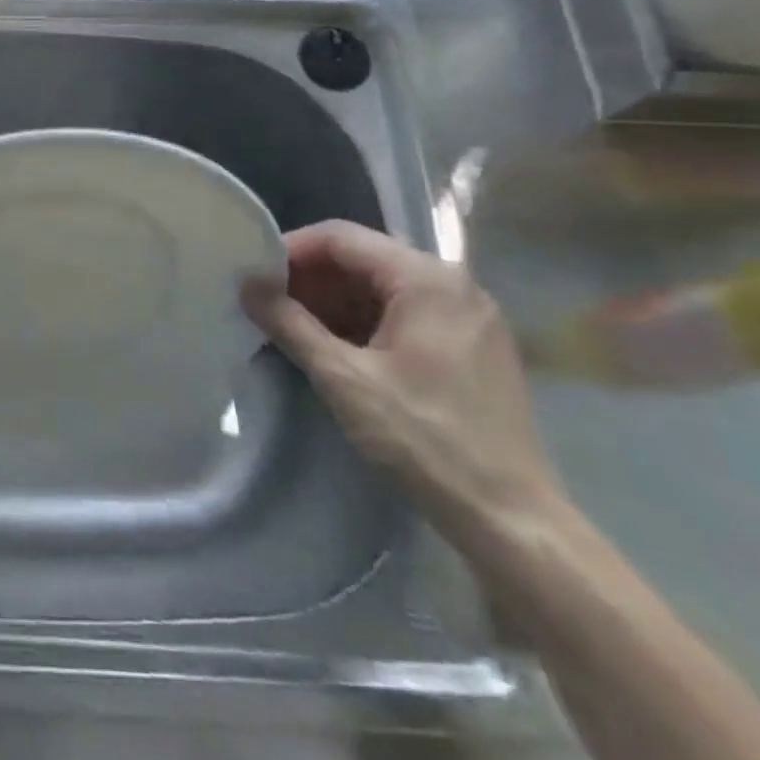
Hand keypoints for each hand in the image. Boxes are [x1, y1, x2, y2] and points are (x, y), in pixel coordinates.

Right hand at [242, 220, 562, 547]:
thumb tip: (246, 286)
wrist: (513, 522)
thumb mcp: (343, 378)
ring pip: (382, 286)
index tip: (254, 275)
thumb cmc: (424, 439)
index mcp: (426, 279)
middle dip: (310, 278)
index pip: (340, 237)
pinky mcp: (473, 345)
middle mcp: (453, 283)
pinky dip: (364, 320)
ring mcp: (469, 314)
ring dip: (334, 300)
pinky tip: (335, 346)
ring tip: (292, 326)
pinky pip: (405, 312)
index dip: (291, 250)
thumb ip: (289, 323)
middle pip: (363, 257)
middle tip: (268, 303)